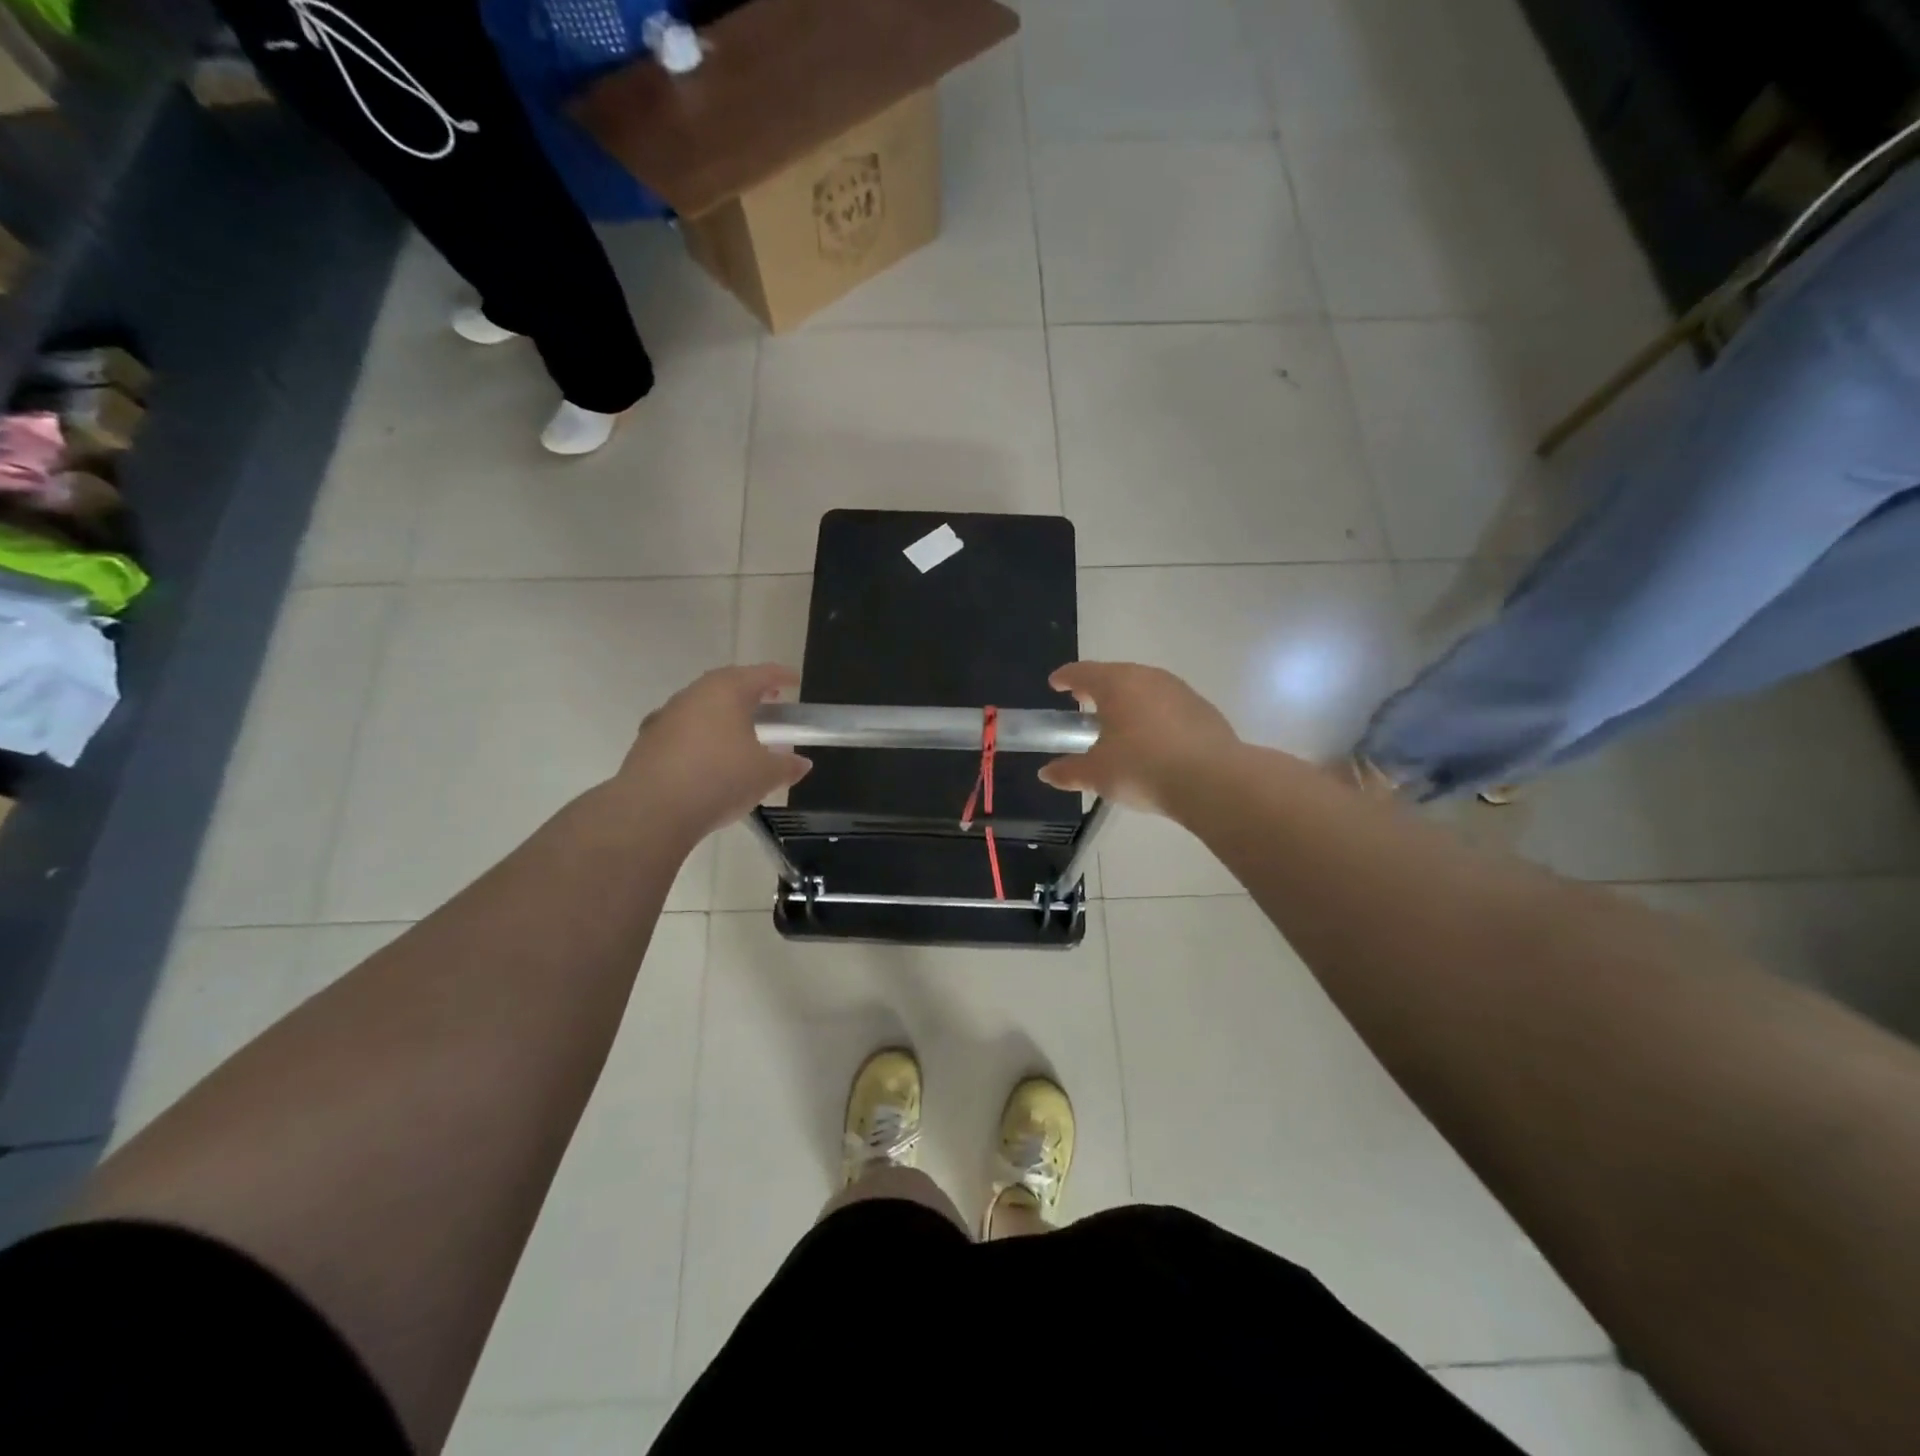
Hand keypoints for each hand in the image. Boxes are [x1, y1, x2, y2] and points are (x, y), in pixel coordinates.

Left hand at [612, 664, 811, 840]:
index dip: (781, 676)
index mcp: (727, 691)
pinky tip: (706, 757)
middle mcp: (694, 694)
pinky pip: (682, 729)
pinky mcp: (648, 741)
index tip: (795, 681)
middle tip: (769, 704)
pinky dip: (700, 735)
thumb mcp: (765, 775)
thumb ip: (787, 766)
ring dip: (722, 714)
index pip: (761, 674)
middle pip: (727, 684)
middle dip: (750, 692)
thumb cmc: (719, 779)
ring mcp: (666, 716)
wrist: (652, 810)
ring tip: (739, 734)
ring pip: (701, 705)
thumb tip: (801, 763)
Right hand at [1038, 662, 1240, 813]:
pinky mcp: (1202, 708)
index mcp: (1116, 684)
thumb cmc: (1142, 769)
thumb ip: (1069, 771)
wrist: (1212, 780)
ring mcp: (1179, 690)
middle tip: (1085, 704)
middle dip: (1097, 688)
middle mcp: (1147, 677)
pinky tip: (1154, 739)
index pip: (1083, 672)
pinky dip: (1154, 714)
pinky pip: (1168, 704)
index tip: (1056, 684)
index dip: (1065, 678)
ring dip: (1128, 701)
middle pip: (1115, 675)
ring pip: (1144, 688)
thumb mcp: (1097, 775)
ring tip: (1120, 724)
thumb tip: (1047, 773)